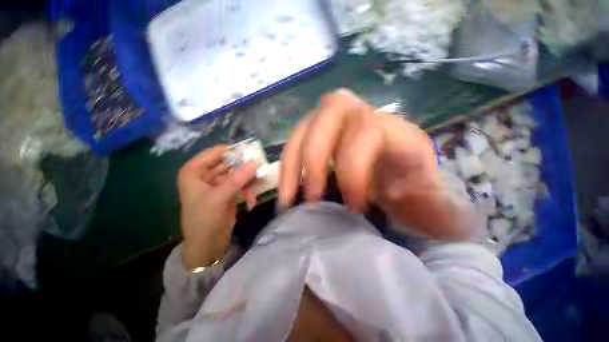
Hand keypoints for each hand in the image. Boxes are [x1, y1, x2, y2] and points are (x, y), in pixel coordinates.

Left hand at [178, 145, 257, 269]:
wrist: (207, 245)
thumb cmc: (205, 220)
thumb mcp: (219, 197)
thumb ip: (238, 179)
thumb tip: (256, 162)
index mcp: (195, 171)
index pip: (216, 152)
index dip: (234, 151)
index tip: (253, 153)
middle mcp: (206, 174)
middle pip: (229, 162)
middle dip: (245, 166)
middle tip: (261, 168)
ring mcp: (218, 183)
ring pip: (238, 173)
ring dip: (249, 180)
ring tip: (259, 184)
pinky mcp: (228, 192)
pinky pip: (241, 184)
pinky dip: (248, 190)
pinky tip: (251, 201)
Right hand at [279, 89, 470, 239]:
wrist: (401, 176)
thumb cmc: (417, 189)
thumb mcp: (432, 199)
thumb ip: (434, 205)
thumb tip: (412, 209)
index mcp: (397, 131)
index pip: (367, 133)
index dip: (353, 170)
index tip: (350, 208)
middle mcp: (363, 117)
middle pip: (329, 117)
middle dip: (314, 160)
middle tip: (311, 200)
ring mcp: (336, 123)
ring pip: (305, 128)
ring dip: (292, 164)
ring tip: (288, 199)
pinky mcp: (320, 133)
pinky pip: (296, 140)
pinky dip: (288, 165)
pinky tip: (287, 188)